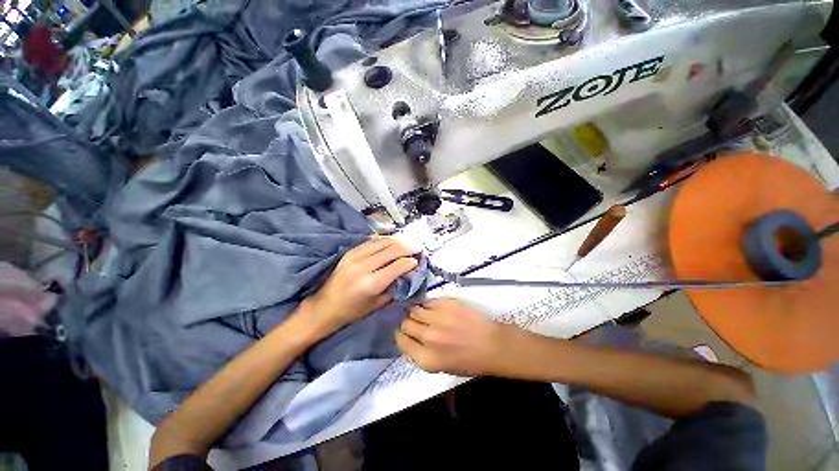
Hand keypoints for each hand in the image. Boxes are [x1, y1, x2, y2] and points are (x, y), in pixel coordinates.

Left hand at [306, 237, 419, 332]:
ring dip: (398, 241)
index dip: (411, 261)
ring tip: (408, 243)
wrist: (325, 306)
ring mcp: (355, 256)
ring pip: (383, 241)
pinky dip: (385, 240)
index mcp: (371, 283)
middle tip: (418, 247)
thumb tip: (408, 273)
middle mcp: (364, 266)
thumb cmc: (353, 311)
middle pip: (392, 250)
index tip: (418, 260)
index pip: (398, 265)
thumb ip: (395, 287)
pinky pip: (372, 241)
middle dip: (408, 247)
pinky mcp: (351, 251)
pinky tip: (393, 241)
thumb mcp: (378, 303)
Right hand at [395, 298, 519, 375]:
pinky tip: (435, 308)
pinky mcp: (447, 303)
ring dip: (417, 311)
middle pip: (406, 323)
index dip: (401, 334)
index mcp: (426, 358)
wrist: (492, 345)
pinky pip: (428, 301)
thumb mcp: (439, 366)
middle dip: (408, 322)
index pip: (401, 340)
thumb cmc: (468, 361)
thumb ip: (419, 353)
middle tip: (415, 321)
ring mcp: (438, 318)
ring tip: (424, 313)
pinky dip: (428, 304)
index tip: (404, 331)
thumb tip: (407, 336)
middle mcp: (429, 337)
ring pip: (415, 309)